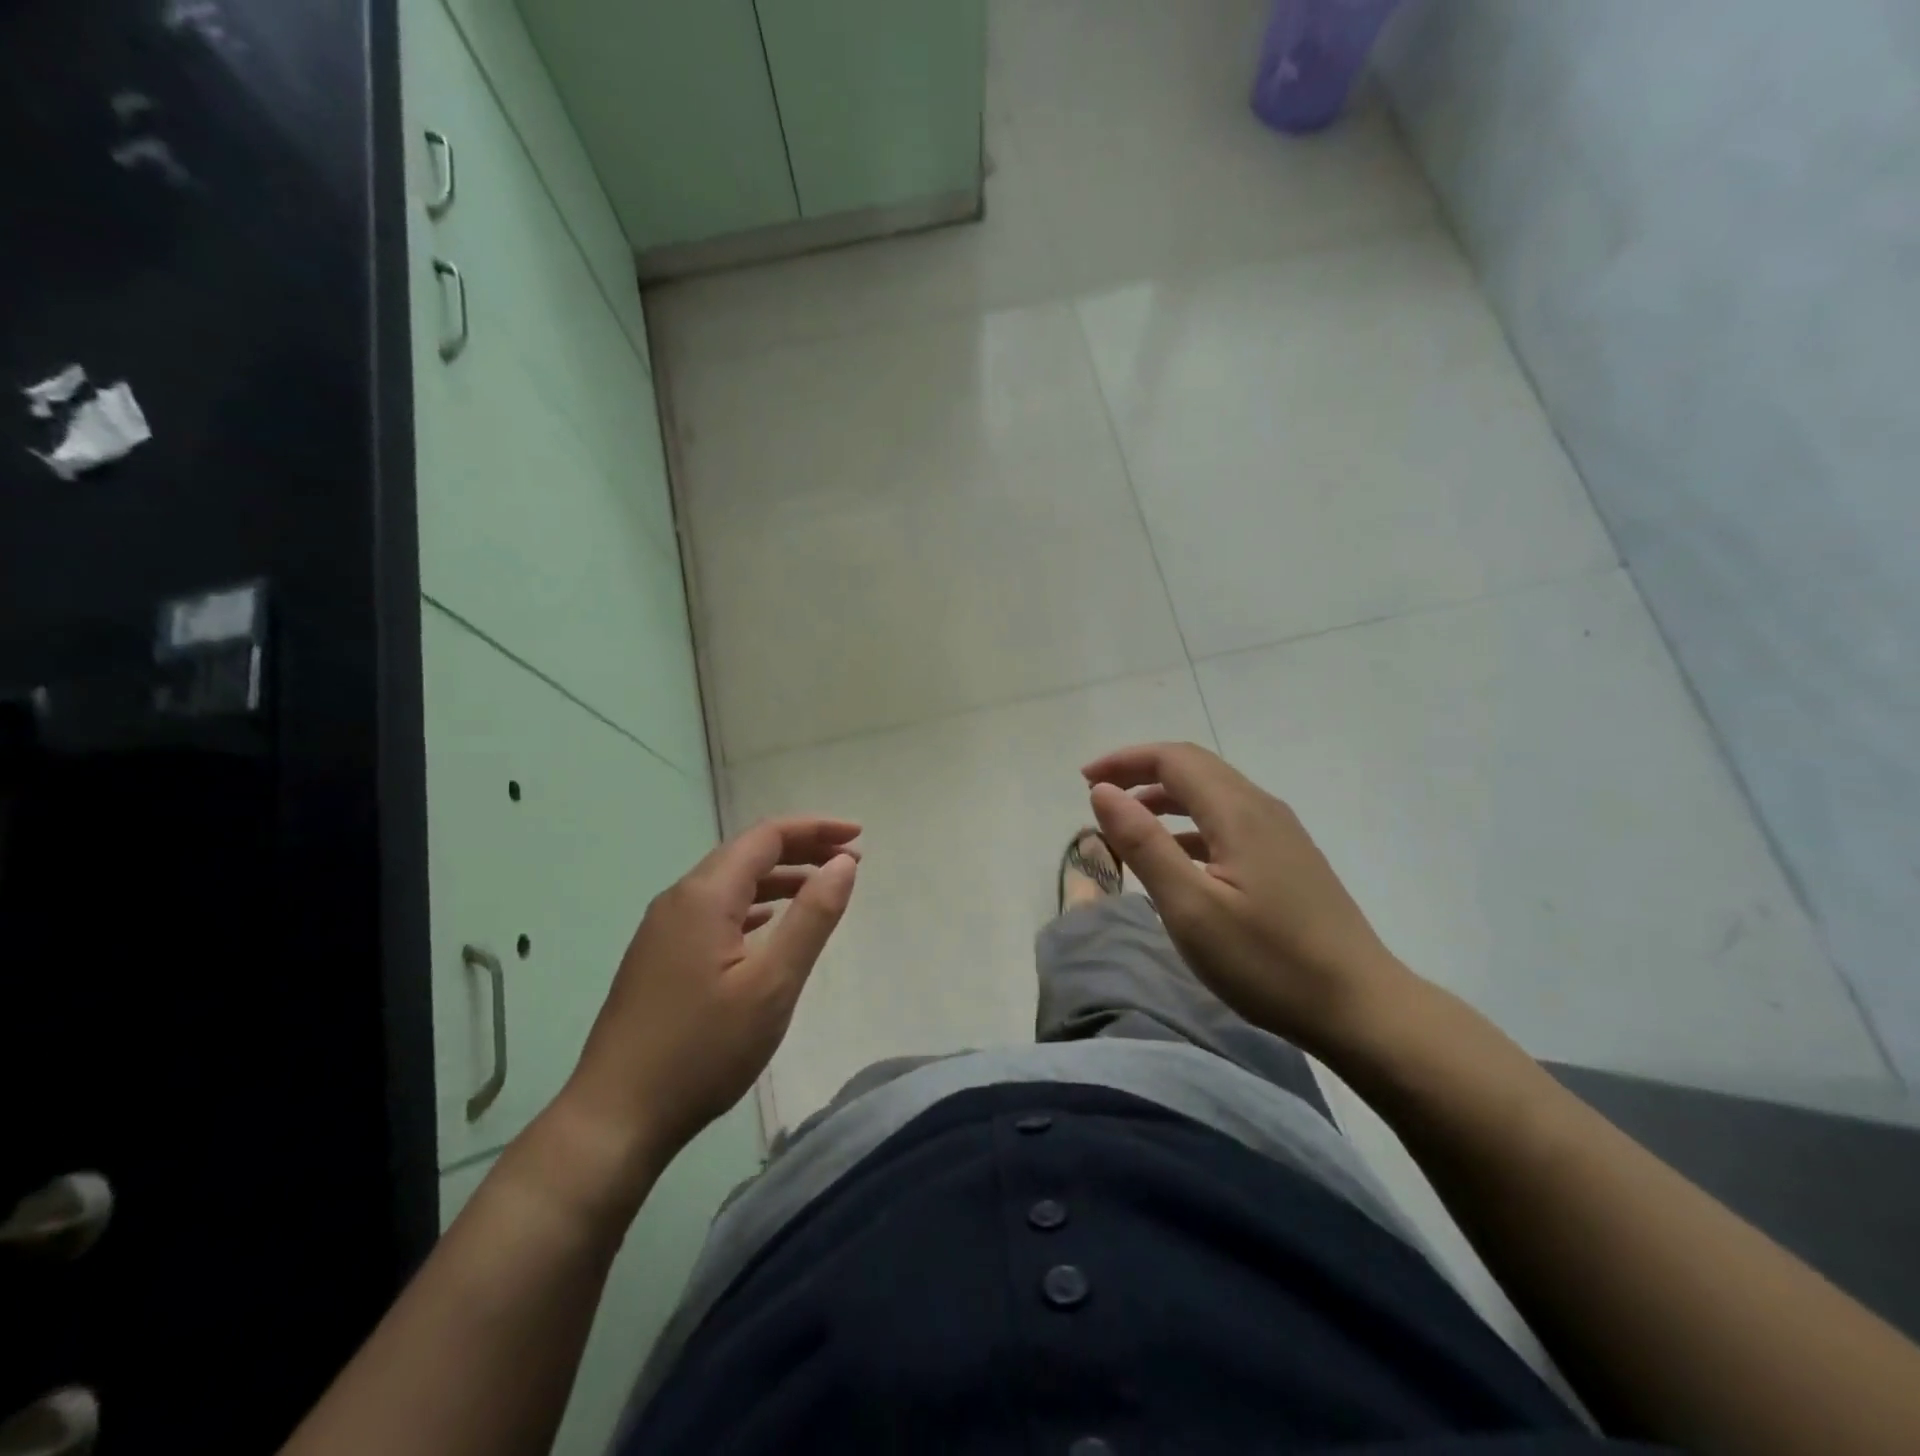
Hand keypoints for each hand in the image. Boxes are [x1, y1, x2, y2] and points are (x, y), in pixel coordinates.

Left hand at [557, 817, 860, 1179]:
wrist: (616, 1117)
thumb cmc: (703, 1049)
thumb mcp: (772, 984)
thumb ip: (812, 917)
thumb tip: (844, 864)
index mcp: (704, 896)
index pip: (766, 837)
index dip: (815, 829)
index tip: (859, 836)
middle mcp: (679, 899)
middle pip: (746, 853)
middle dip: (801, 849)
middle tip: (848, 861)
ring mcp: (663, 928)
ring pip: (728, 883)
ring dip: (777, 878)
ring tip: (819, 888)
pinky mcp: (658, 956)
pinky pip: (713, 910)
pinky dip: (751, 905)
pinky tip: (767, 924)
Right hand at [1083, 742, 1413, 1053]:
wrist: (1362, 1008)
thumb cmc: (1268, 961)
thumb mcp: (1191, 907)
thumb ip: (1144, 844)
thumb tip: (1104, 791)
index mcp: (1238, 812)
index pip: (1174, 759)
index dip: (1125, 761)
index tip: (1084, 780)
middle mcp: (1262, 809)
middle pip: (1195, 768)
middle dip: (1142, 773)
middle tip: (1099, 795)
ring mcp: (1282, 834)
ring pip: (1214, 795)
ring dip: (1166, 799)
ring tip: (1128, 824)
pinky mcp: (1290, 860)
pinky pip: (1229, 822)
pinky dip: (1191, 825)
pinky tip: (1178, 858)